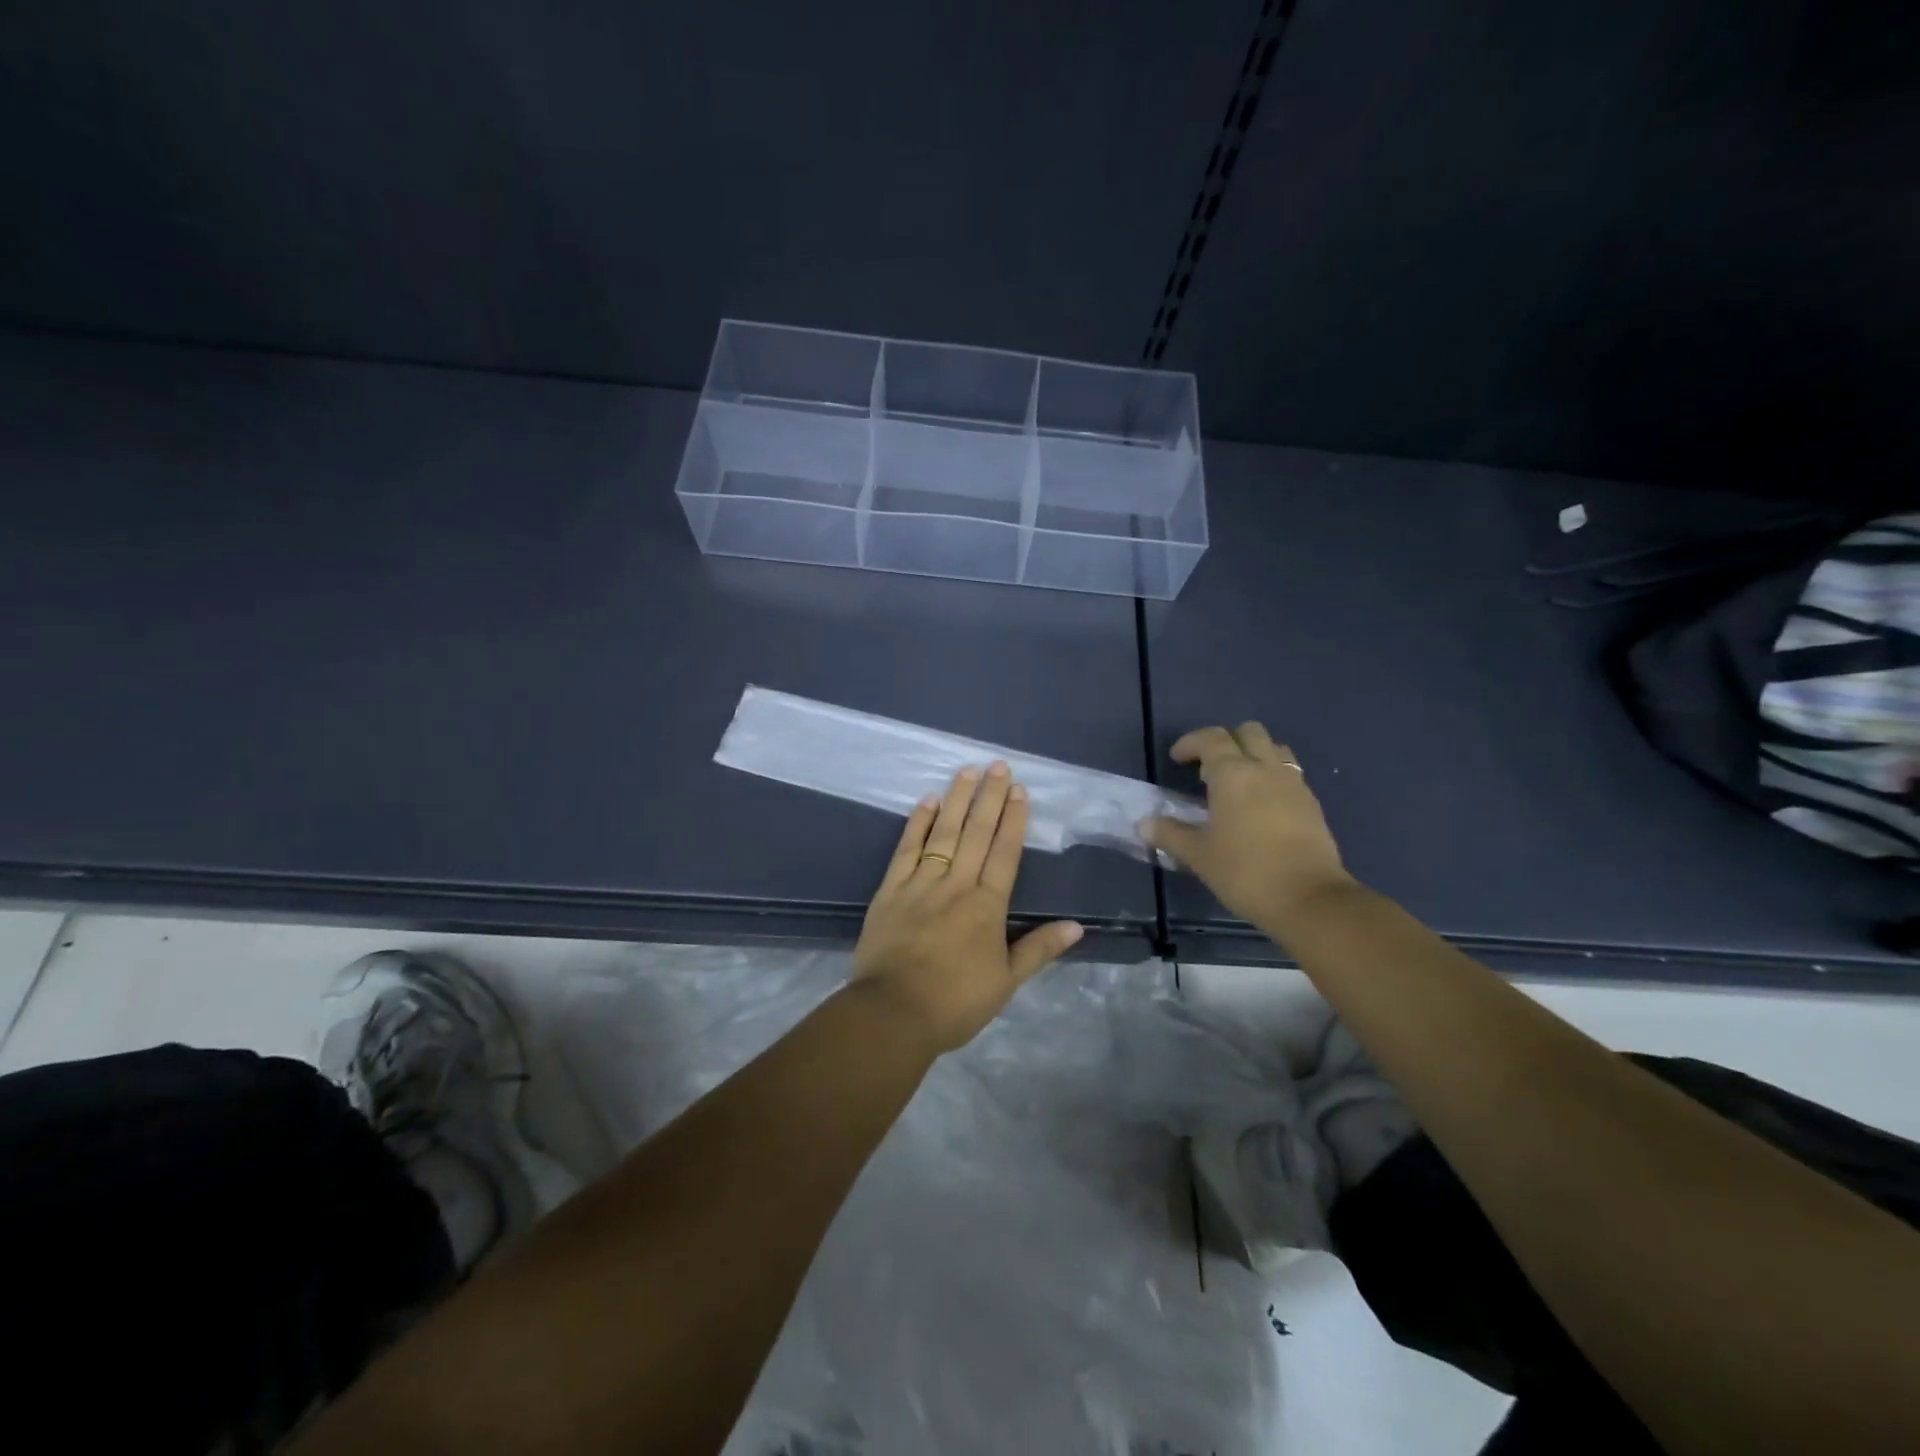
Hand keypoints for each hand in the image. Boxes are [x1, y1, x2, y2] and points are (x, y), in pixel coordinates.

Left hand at [851, 762, 1083, 1052]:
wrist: (893, 1013)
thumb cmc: (955, 1002)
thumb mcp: (1006, 981)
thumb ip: (1039, 949)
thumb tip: (1077, 926)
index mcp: (987, 906)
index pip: (1004, 853)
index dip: (1014, 820)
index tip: (1020, 790)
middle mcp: (956, 885)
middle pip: (976, 833)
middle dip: (989, 797)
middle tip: (998, 765)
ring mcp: (921, 884)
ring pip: (943, 833)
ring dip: (957, 800)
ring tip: (967, 771)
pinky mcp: (890, 890)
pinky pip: (907, 849)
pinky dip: (917, 823)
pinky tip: (927, 801)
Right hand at [1142, 723, 1355, 929]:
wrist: (1309, 899)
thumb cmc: (1245, 872)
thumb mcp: (1198, 855)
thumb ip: (1170, 834)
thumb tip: (1144, 824)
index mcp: (1233, 774)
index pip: (1211, 738)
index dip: (1190, 743)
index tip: (1176, 759)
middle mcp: (1265, 768)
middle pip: (1248, 732)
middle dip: (1225, 741)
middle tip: (1207, 768)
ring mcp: (1294, 784)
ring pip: (1274, 748)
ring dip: (1253, 755)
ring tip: (1236, 783)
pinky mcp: (1312, 804)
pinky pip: (1289, 773)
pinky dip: (1271, 777)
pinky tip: (1260, 807)